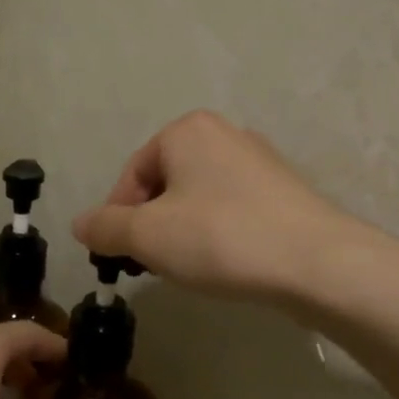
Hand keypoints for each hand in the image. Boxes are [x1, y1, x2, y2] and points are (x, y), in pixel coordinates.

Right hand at [72, 110, 372, 303]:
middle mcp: (223, 133)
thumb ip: (105, 227)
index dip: (119, 218)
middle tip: (154, 263)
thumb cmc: (221, 238)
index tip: (121, 256)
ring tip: (191, 267)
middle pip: (165, 184)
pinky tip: (227, 262)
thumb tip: (80, 224)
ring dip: (183, 231)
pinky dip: (218, 233)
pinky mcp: (285, 190)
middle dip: (152, 225)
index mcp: (186, 131)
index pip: (132, 175)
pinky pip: (232, 209)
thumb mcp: (147, 236)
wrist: (319, 263)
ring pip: (198, 198)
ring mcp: (259, 160)